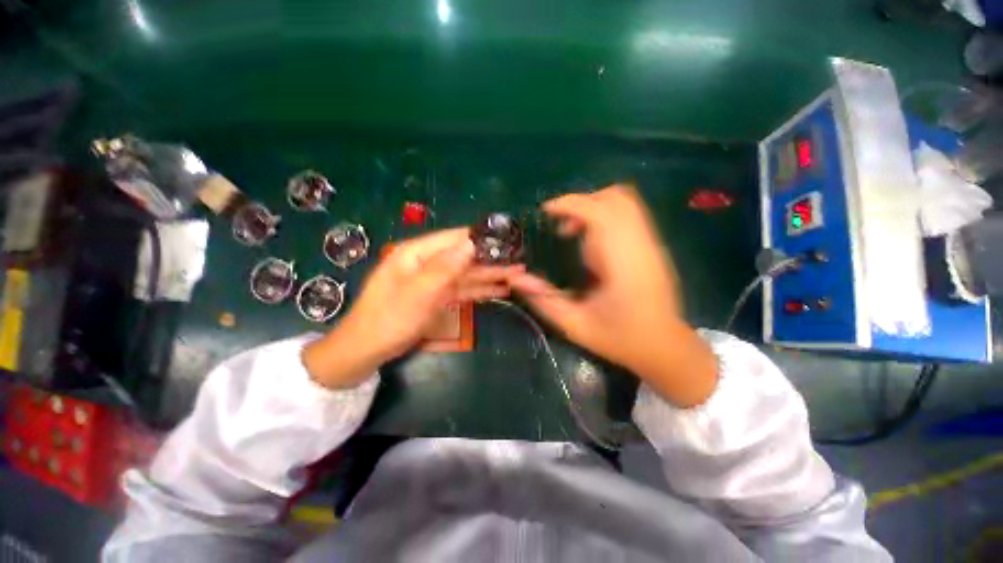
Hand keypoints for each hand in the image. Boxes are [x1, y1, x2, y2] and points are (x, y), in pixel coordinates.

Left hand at [304, 228, 522, 388]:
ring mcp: (433, 280)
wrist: (367, 350)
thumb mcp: (418, 292)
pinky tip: (500, 289)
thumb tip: (473, 242)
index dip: (481, 237)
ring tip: (518, 273)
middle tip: (520, 259)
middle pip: (464, 256)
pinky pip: (462, 289)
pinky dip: (480, 289)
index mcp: (417, 253)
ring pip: (466, 273)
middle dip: (491, 258)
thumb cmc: (389, 319)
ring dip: (490, 274)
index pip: (455, 238)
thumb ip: (445, 267)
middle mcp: (427, 261)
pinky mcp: (437, 296)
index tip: (508, 239)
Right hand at [510, 185, 717, 406]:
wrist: (666, 348)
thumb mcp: (574, 325)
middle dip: (581, 202)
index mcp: (622, 264)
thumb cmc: (620, 339)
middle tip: (559, 226)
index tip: (546, 212)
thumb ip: (543, 300)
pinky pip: (629, 215)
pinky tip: (591, 242)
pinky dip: (604, 216)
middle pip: (616, 197)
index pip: (601, 213)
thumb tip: (515, 278)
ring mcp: (651, 244)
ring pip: (626, 202)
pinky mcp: (653, 246)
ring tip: (573, 232)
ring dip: (593, 207)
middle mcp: (640, 246)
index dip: (571, 204)